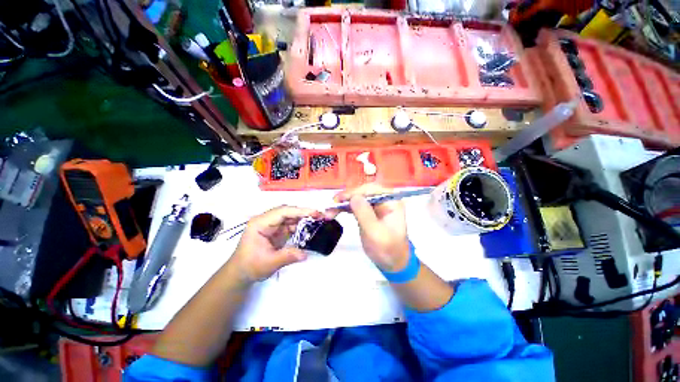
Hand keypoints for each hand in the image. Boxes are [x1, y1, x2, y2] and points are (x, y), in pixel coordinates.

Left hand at [228, 206, 321, 285]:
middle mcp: (267, 220)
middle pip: (288, 212)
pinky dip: (301, 226)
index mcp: (260, 223)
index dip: (300, 211)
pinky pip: (291, 225)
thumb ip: (287, 256)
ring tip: (319, 221)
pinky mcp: (277, 231)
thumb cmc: (250, 266)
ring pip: (291, 217)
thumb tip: (305, 254)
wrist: (241, 273)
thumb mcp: (269, 263)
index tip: (315, 213)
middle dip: (304, 213)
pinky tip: (310, 228)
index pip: (282, 212)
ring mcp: (272, 225)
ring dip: (304, 219)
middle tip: (320, 216)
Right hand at [333, 184, 409, 271]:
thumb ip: (365, 214)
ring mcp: (375, 205)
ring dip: (342, 203)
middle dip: (346, 198)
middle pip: (362, 192)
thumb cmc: (387, 249)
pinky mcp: (367, 212)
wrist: (391, 263)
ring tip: (329, 212)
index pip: (371, 189)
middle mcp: (383, 199)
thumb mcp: (375, 233)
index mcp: (391, 201)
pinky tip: (334, 212)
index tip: (339, 199)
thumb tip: (353, 197)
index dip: (354, 192)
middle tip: (331, 205)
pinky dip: (343, 208)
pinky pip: (354, 206)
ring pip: (356, 198)